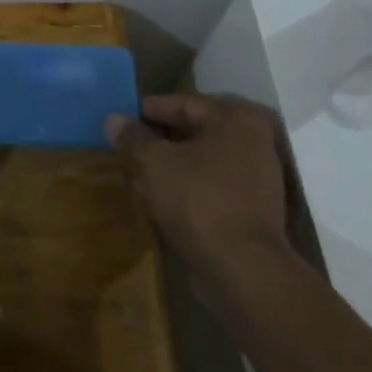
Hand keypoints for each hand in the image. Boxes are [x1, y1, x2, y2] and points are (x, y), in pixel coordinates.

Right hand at [105, 94, 299, 297]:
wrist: (242, 268)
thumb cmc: (198, 199)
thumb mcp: (156, 162)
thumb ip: (134, 137)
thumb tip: (113, 119)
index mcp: (237, 119)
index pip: (186, 103)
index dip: (151, 109)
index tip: (123, 115)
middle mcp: (255, 142)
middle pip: (197, 131)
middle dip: (161, 137)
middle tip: (129, 142)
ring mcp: (258, 178)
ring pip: (204, 160)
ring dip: (172, 163)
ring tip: (137, 169)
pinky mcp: (253, 209)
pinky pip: (212, 185)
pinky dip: (187, 185)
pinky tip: (158, 195)